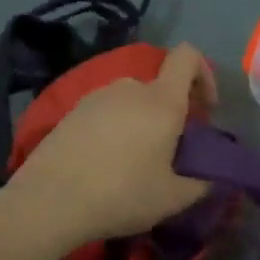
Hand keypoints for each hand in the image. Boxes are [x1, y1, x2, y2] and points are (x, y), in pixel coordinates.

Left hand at [4, 42, 216, 248]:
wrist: (47, 203)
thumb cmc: (121, 195)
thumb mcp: (173, 198)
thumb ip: (202, 182)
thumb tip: (212, 176)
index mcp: (162, 101)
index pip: (188, 56)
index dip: (204, 74)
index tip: (205, 109)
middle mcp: (130, 88)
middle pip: (160, 87)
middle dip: (172, 112)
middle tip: (171, 150)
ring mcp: (96, 97)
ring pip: (132, 101)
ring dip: (142, 122)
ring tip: (136, 161)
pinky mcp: (71, 112)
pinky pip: (106, 112)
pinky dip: (115, 129)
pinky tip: (105, 163)